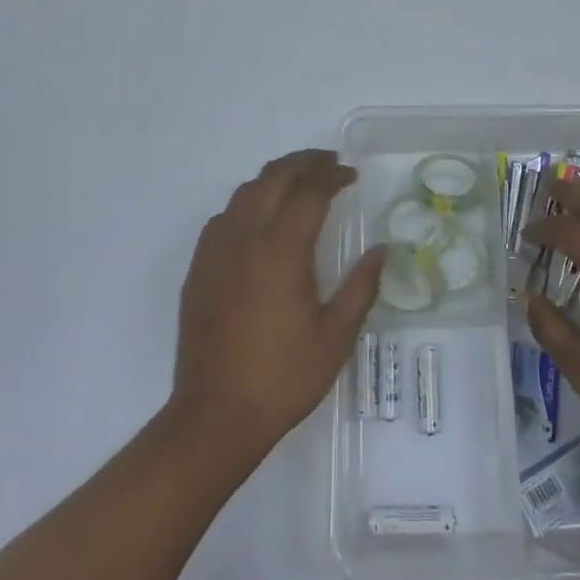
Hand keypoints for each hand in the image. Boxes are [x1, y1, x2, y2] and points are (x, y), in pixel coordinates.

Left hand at [170, 150, 385, 461]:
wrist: (214, 416)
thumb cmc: (282, 377)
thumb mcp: (335, 337)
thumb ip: (360, 287)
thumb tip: (381, 250)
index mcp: (281, 250)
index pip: (309, 192)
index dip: (332, 176)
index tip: (351, 175)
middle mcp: (245, 238)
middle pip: (273, 178)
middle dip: (303, 163)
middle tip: (328, 163)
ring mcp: (216, 251)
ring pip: (244, 192)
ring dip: (274, 178)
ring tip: (298, 184)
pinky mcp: (199, 269)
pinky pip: (224, 217)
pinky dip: (248, 203)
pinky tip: (260, 221)